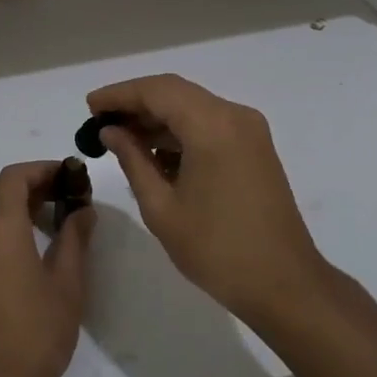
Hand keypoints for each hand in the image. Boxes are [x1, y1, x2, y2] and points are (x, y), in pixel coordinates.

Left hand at [0, 162, 92, 376]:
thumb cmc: (35, 333)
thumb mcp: (67, 284)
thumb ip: (75, 239)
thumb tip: (84, 210)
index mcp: (0, 225)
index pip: (15, 176)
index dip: (43, 169)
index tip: (71, 176)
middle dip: (30, 182)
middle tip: (64, 194)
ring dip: (15, 202)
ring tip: (51, 217)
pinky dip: (3, 224)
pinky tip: (28, 246)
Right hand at [87, 75, 326, 328]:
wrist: (285, 285)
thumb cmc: (217, 250)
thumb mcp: (162, 207)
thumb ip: (133, 160)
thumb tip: (111, 131)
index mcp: (212, 126)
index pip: (157, 91)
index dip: (119, 94)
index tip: (90, 107)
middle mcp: (234, 116)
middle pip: (175, 93)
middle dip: (135, 103)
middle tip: (100, 122)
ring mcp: (248, 130)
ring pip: (192, 106)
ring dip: (157, 118)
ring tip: (121, 139)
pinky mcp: (254, 147)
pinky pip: (209, 123)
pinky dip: (180, 131)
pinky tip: (155, 154)